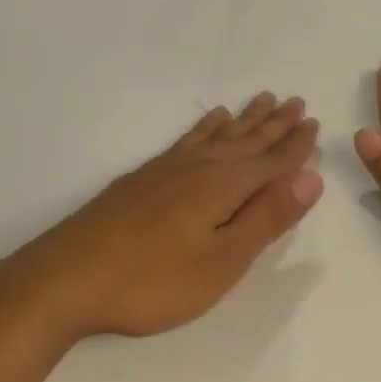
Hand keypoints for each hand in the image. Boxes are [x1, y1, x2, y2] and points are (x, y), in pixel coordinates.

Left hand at [0, 93, 323, 342]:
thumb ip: (266, 218)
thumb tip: (311, 177)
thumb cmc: (152, 281)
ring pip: (219, 135)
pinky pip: (188, 139)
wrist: (66, 279)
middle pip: (248, 141)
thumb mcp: (221, 262)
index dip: (296, 145)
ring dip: (246, 119)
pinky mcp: (145, 177)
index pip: (272, 161)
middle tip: (297, 101)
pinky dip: (206, 127)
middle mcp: (201, 167)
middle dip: (276, 124)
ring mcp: (169, 169)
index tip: (314, 123)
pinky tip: (211, 122)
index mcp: (225, 187)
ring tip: (264, 100)